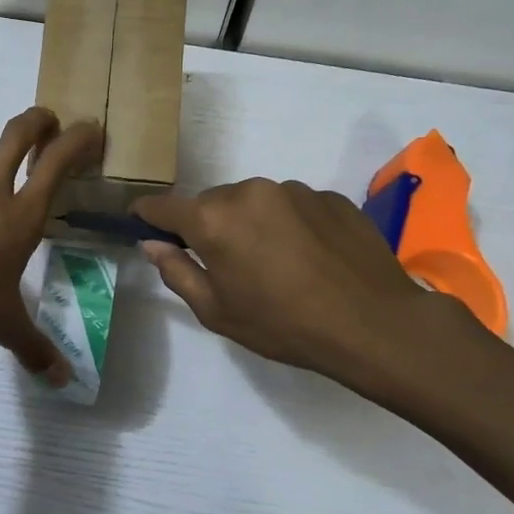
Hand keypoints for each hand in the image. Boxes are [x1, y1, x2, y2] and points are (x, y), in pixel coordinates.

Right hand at [133, 179, 476, 401]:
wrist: (372, 323)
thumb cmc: (282, 325)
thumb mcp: (217, 311)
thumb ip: (177, 272)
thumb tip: (152, 244)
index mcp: (214, 219)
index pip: (164, 206)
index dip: (148, 214)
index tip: (141, 222)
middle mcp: (249, 191)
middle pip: (212, 202)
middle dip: (208, 225)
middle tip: (225, 264)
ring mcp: (294, 189)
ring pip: (254, 201)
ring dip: (252, 223)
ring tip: (274, 263)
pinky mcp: (329, 196)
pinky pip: (292, 205)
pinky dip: (288, 224)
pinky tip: (308, 257)